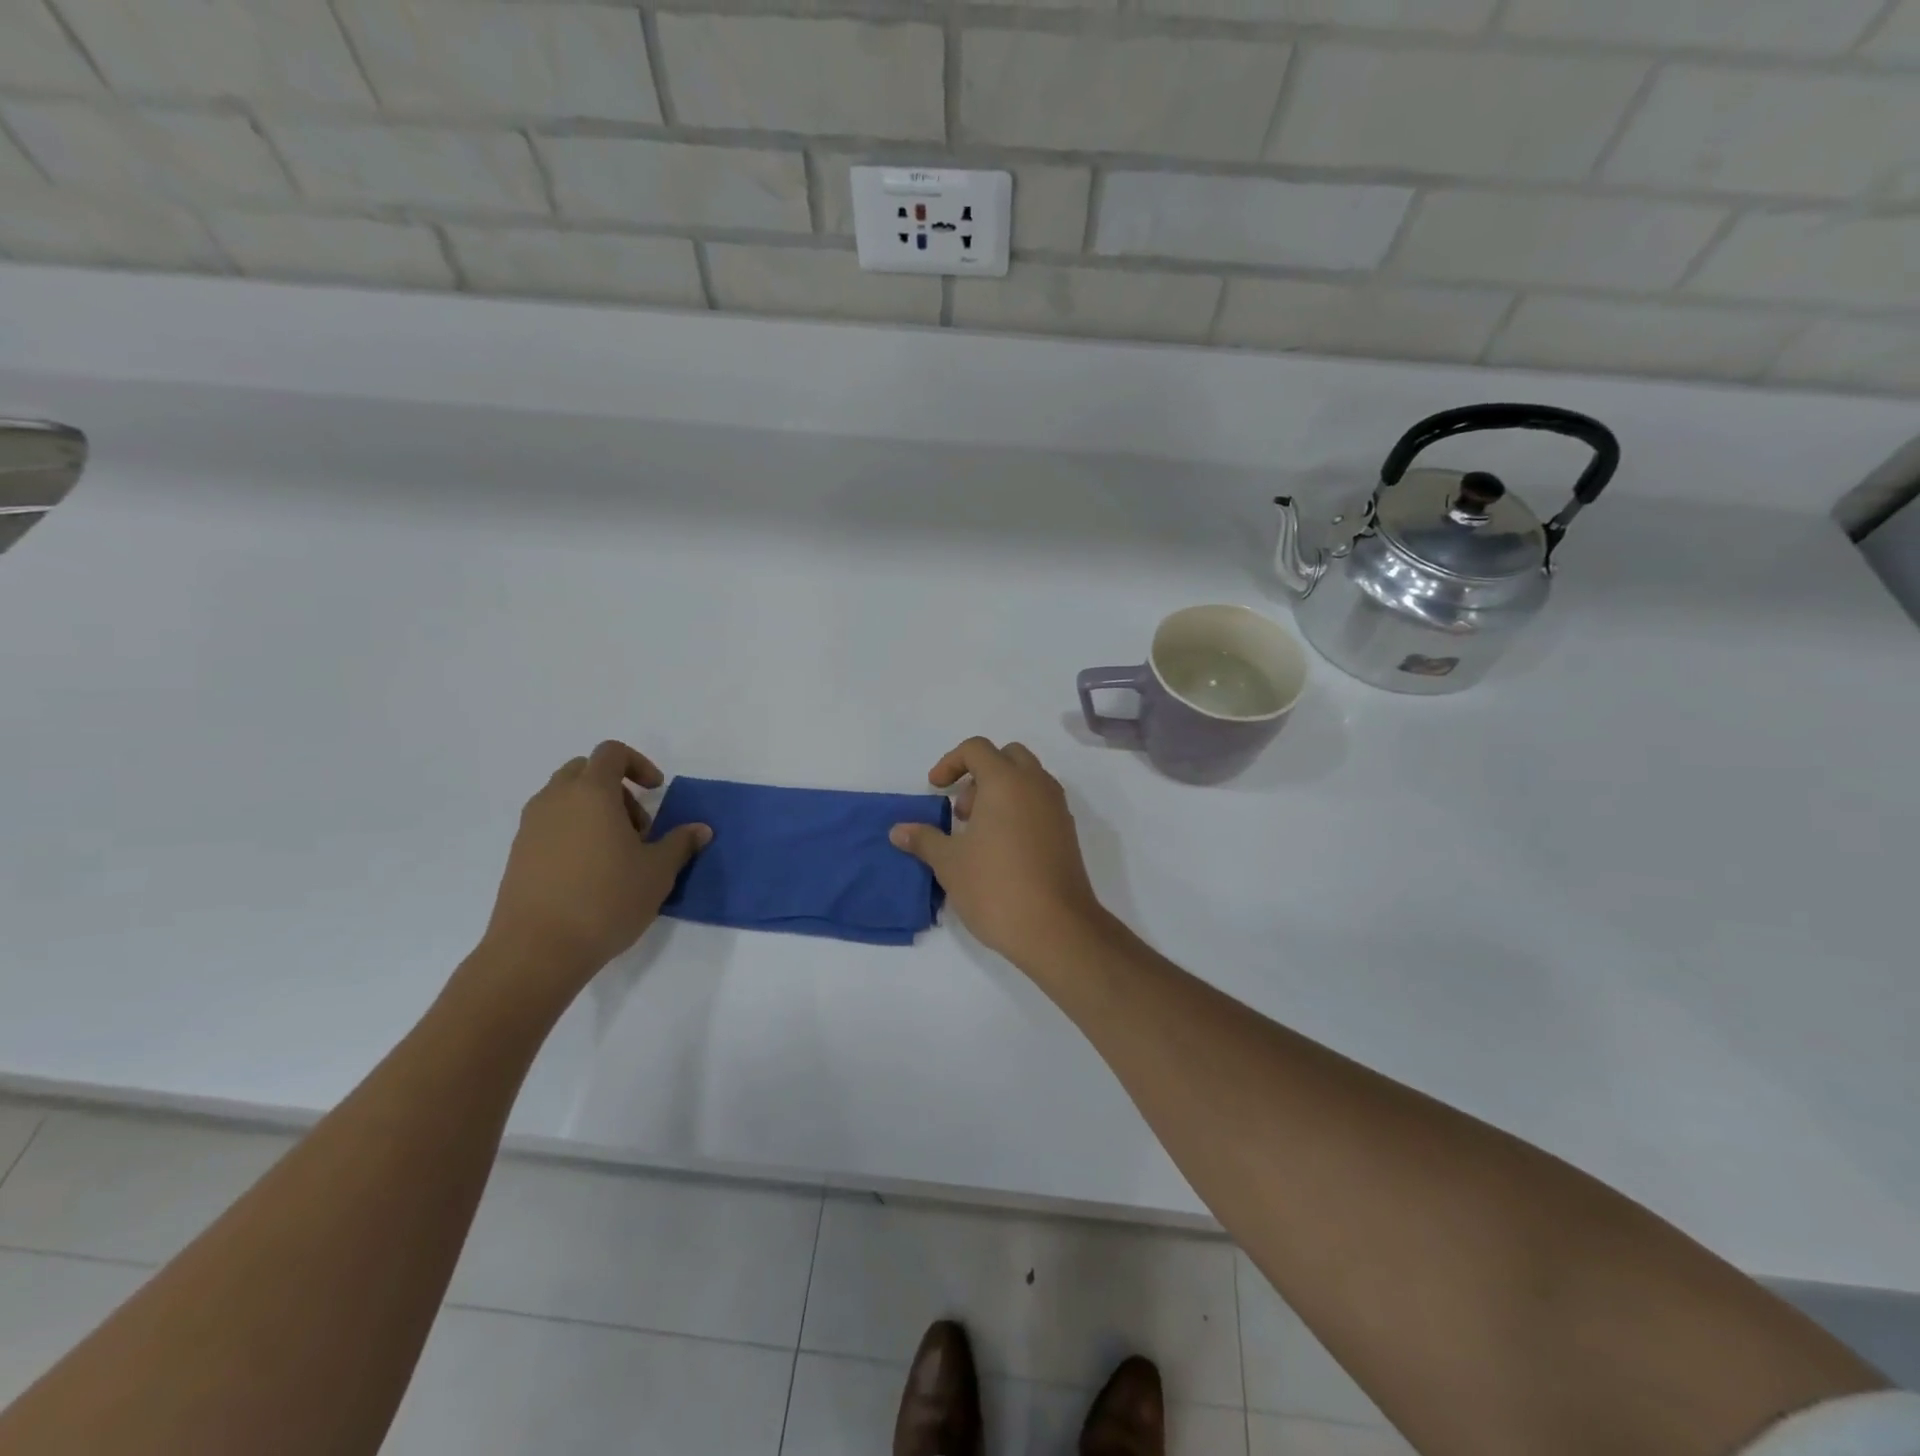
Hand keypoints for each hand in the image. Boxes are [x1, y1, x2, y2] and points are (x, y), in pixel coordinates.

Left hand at [481, 741, 710, 988]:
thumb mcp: (658, 872)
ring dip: (594, 811)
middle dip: (616, 788)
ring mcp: (531, 827)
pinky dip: (573, 832)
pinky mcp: (518, 854)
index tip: (657, 791)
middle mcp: (555, 800)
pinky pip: (550, 825)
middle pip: (585, 771)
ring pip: (565, 798)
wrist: (537, 950)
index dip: (639, 764)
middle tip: (637, 826)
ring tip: (616, 853)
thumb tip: (701, 829)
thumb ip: (680, 843)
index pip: (612, 753)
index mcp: (591, 792)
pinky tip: (590, 873)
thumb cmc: (606, 900)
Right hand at [890, 737, 1107, 965]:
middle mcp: (1036, 786)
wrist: (1056, 928)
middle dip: (980, 774)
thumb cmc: (995, 887)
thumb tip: (899, 831)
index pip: (977, 749)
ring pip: (1028, 780)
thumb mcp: (949, 863)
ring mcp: (1057, 809)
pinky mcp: (1067, 833)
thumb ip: (924, 840)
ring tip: (978, 834)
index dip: (950, 762)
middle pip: (1008, 757)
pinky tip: (1002, 850)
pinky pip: (1040, 803)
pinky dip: (1019, 810)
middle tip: (962, 811)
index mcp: (1006, 781)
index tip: (935, 790)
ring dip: (1000, 792)